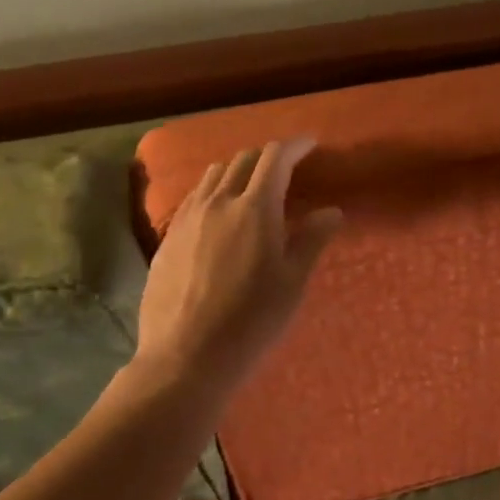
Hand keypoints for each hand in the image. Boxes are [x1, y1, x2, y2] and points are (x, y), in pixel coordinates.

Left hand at [134, 139, 342, 396]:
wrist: (186, 356)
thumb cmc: (251, 321)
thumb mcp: (292, 282)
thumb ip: (311, 240)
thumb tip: (332, 211)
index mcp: (255, 209)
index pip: (275, 159)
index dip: (294, 146)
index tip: (309, 144)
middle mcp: (217, 202)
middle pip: (242, 161)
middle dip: (267, 156)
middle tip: (285, 167)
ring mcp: (187, 218)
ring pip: (212, 176)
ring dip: (236, 170)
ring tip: (250, 185)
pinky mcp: (167, 238)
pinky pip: (193, 198)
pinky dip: (212, 191)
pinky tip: (217, 213)